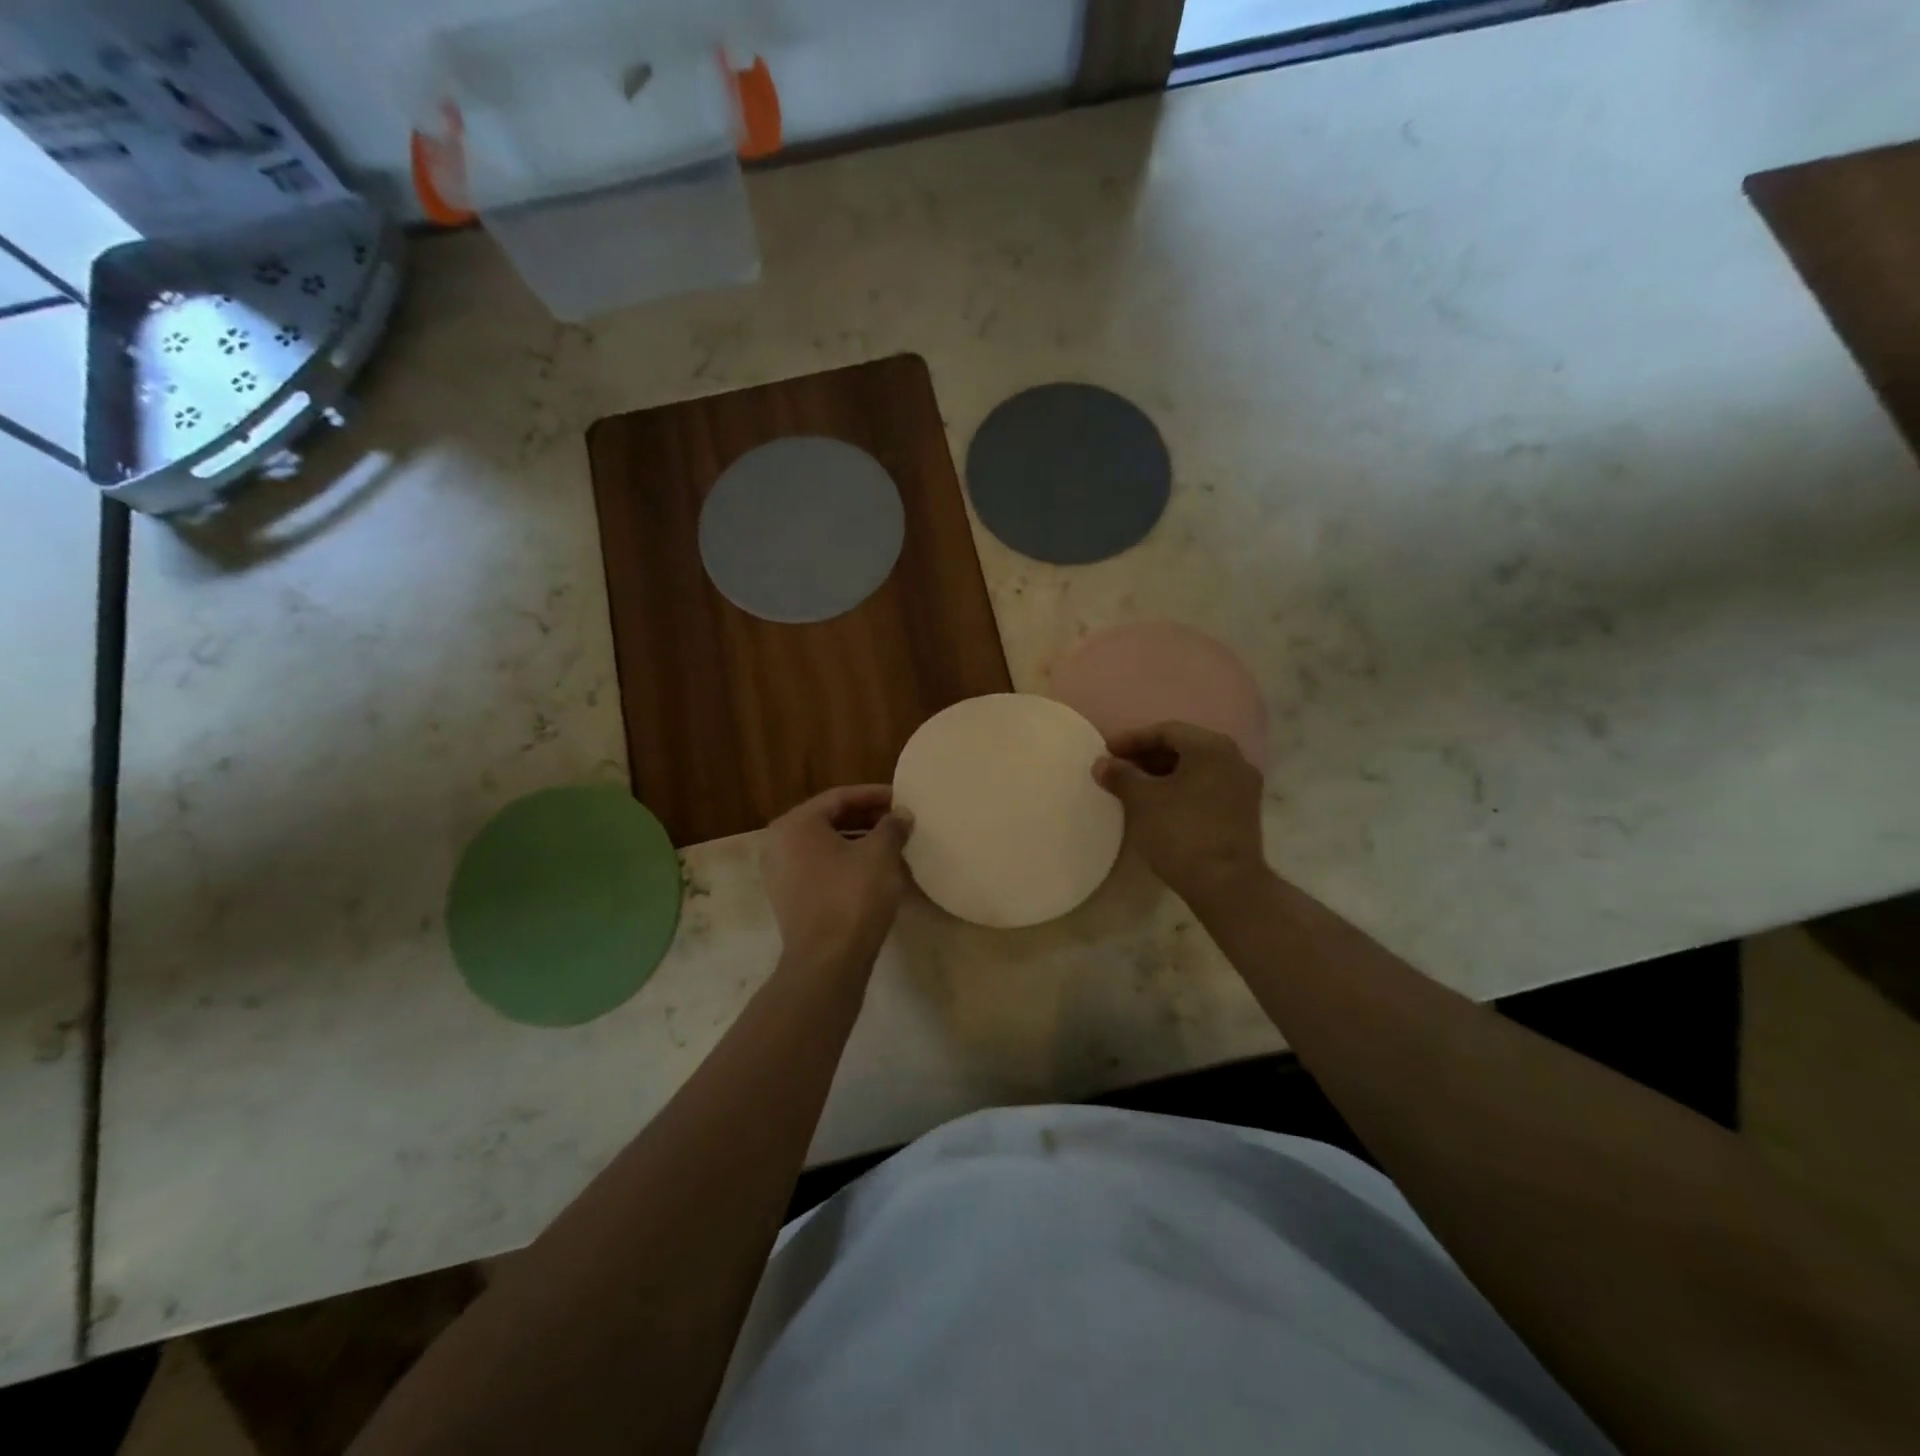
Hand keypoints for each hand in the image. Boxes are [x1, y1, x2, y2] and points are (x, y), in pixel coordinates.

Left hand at [760, 785, 913, 963]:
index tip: (901, 798)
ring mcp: (779, 873)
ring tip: (891, 844)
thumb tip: (901, 814)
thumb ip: (892, 827)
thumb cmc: (853, 896)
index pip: (840, 797)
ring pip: (824, 845)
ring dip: (857, 840)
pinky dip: (844, 862)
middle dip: (866, 818)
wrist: (827, 961)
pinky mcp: (788, 899)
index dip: (874, 795)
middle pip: (829, 819)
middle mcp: (779, 843)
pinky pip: (819, 868)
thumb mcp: (880, 854)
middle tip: (898, 820)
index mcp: (796, 823)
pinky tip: (872, 870)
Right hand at [1093, 721, 1266, 903]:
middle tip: (1118, 769)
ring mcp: (1243, 786)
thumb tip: (1102, 764)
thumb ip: (1121, 776)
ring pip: (1196, 769)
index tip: (1106, 752)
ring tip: (1134, 788)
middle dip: (1147, 756)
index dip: (1132, 739)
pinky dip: (1180, 789)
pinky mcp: (1243, 812)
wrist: (1226, 884)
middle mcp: (1233, 759)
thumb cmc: (1181, 832)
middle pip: (1183, 747)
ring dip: (1163, 773)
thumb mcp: (1143, 801)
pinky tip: (1158, 805)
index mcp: (1211, 747)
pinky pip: (1206, 787)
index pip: (1166, 731)